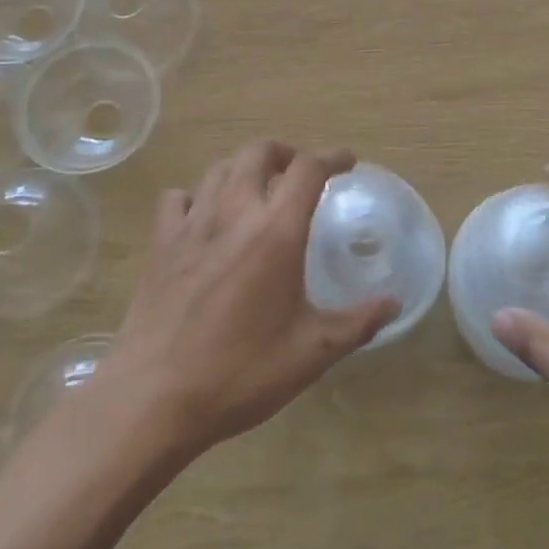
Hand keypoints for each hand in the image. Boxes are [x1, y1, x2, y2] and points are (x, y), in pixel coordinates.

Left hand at [94, 141, 400, 459]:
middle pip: (258, 152)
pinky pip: (178, 197)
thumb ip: (357, 322)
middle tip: (299, 172)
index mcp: (275, 231)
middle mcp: (234, 212)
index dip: (332, 157)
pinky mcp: (160, 242)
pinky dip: (197, 195)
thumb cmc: (240, 372)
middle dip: (285, 152)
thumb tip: (394, 303)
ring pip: (219, 168)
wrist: (154, 396)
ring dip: (244, 167)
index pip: (308, 169)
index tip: (347, 161)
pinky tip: (204, 216)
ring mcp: (191, 223)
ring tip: (257, 188)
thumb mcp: (311, 353)